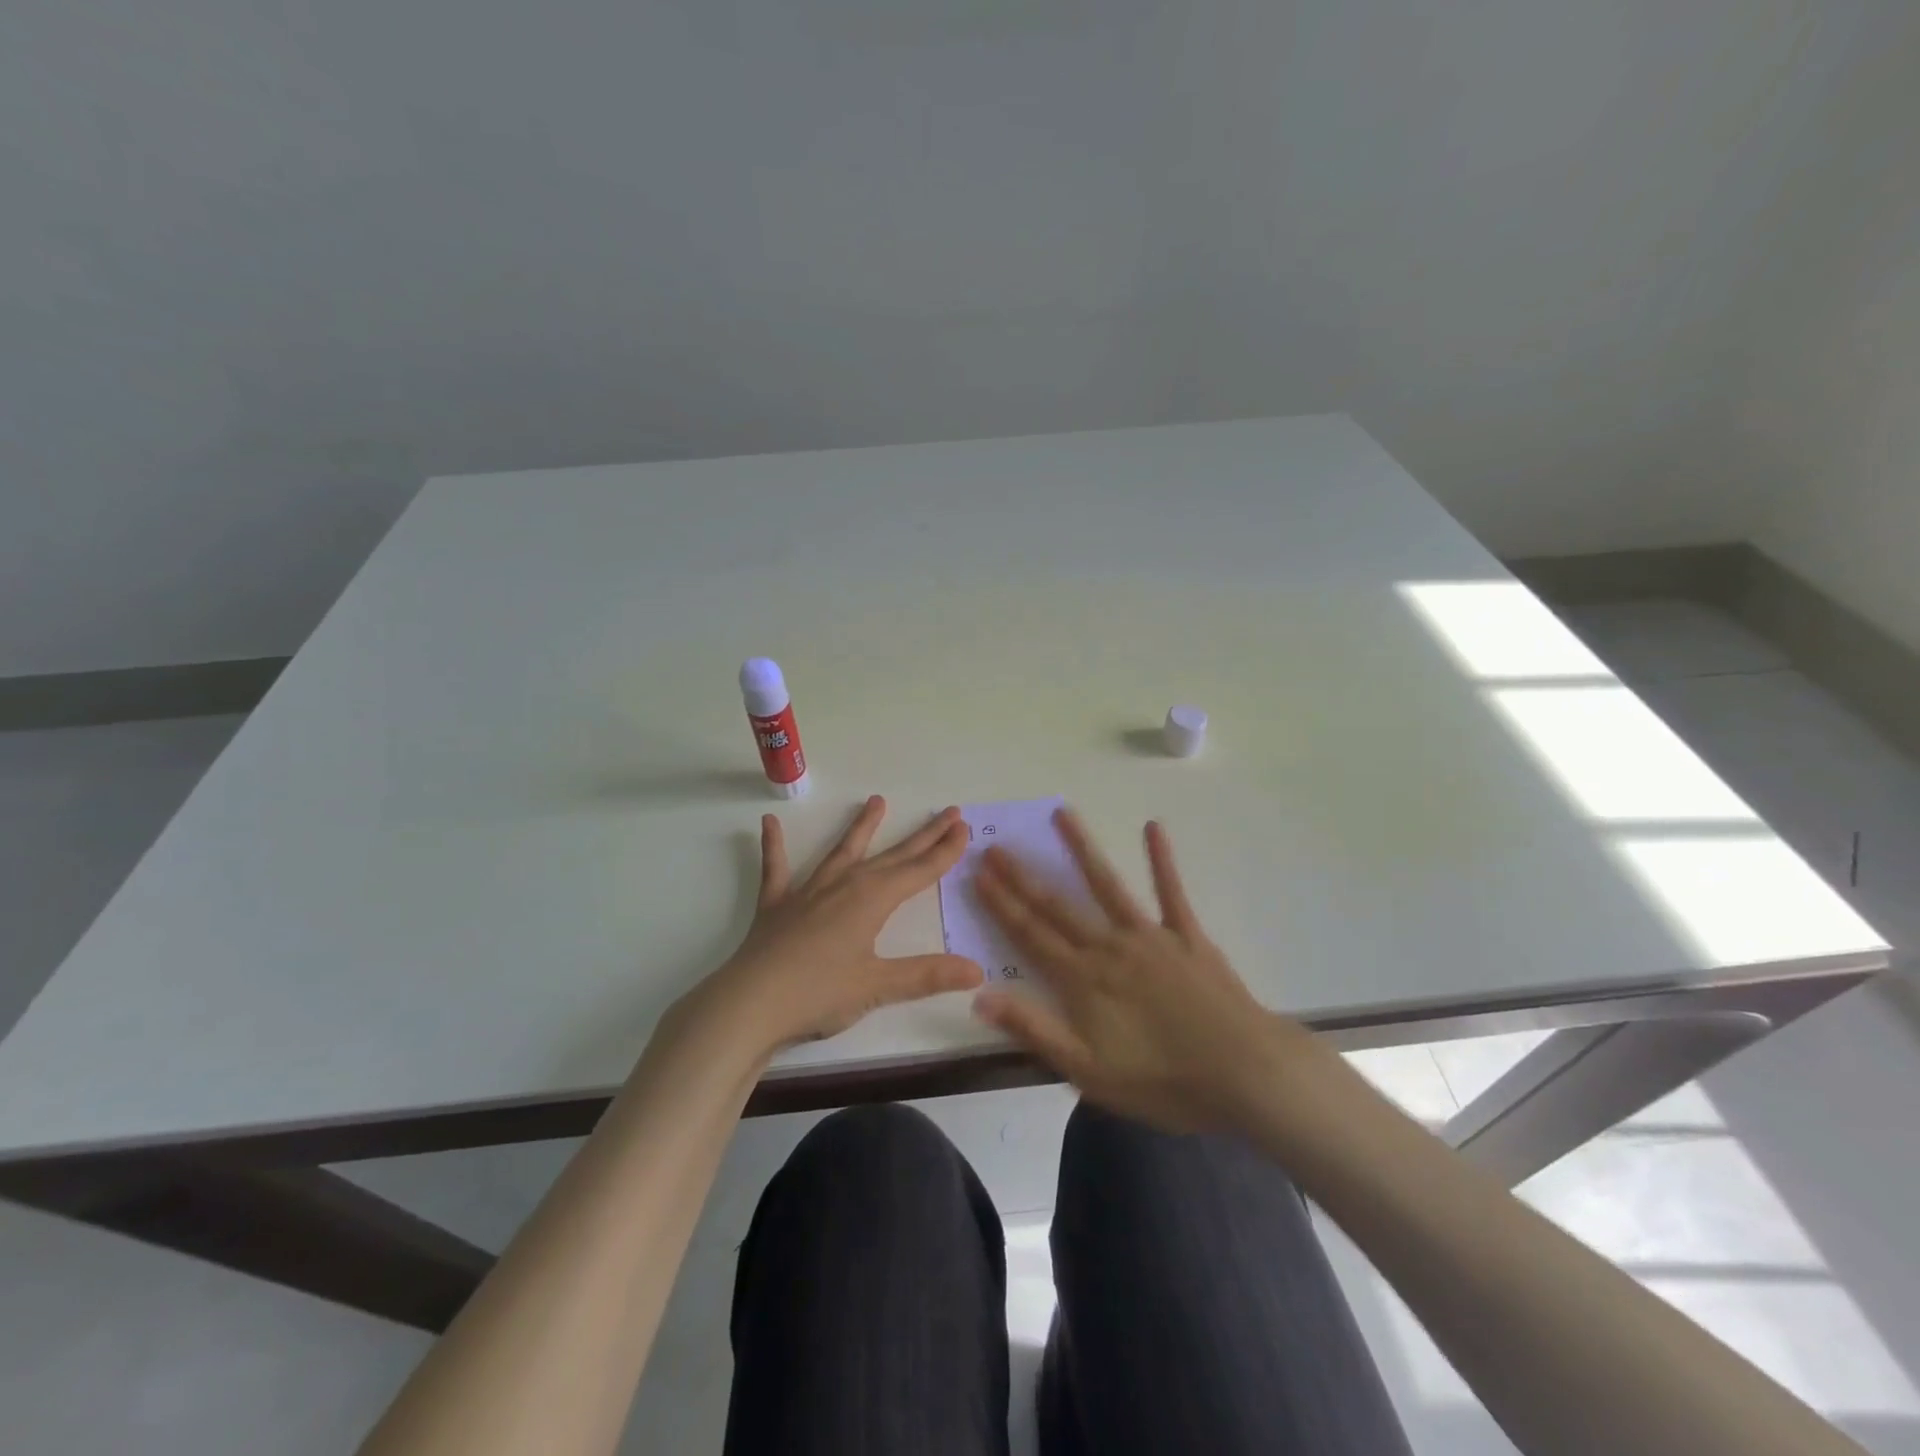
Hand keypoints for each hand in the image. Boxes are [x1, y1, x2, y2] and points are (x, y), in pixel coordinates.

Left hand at [680, 795, 982, 1061]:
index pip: (919, 870)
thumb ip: (927, 975)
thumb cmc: (819, 994)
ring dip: (861, 828)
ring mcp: (808, 892)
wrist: (749, 1004)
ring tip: (877, 801)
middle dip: (923, 835)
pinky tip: (769, 823)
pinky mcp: (777, 905)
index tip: (964, 827)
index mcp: (872, 900)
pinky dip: (774, 846)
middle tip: (947, 812)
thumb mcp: (878, 987)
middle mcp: (844, 885)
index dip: (945, 851)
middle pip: (892, 856)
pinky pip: (776, 869)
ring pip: (842, 852)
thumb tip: (977, 970)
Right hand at [972, 808, 1320, 1132]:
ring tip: (1061, 813)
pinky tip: (1153, 827)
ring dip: (1082, 848)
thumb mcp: (1087, 1071)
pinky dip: (1161, 859)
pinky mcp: (1187, 935)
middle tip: (997, 845)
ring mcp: (1150, 935)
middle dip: (1022, 876)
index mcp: (1082, 979)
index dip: (1001, 904)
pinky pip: (1171, 891)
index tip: (978, 874)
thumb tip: (980, 994)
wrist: (1244, 1074)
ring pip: (1107, 884)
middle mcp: (1109, 946)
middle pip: (1057, 905)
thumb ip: (1033, 1029)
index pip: (1030, 934)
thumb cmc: (1162, 1082)